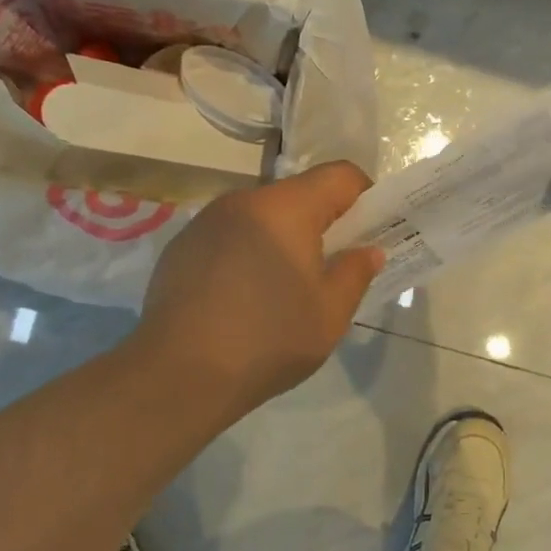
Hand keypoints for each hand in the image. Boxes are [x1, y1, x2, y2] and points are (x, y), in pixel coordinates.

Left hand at [136, 162, 383, 414]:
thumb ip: (355, 273)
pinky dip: (246, 254)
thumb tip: (368, 250)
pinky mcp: (180, 247)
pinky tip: (241, 299)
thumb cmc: (268, 340)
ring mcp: (205, 222)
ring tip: (283, 289)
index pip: (339, 175)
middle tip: (332, 268)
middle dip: (322, 223)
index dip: (365, 197)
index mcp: (285, 208)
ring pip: (261, 217)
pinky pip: (229, 237)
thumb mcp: (330, 314)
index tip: (371, 232)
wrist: (179, 374)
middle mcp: (243, 201)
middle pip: (297, 195)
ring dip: (282, 239)